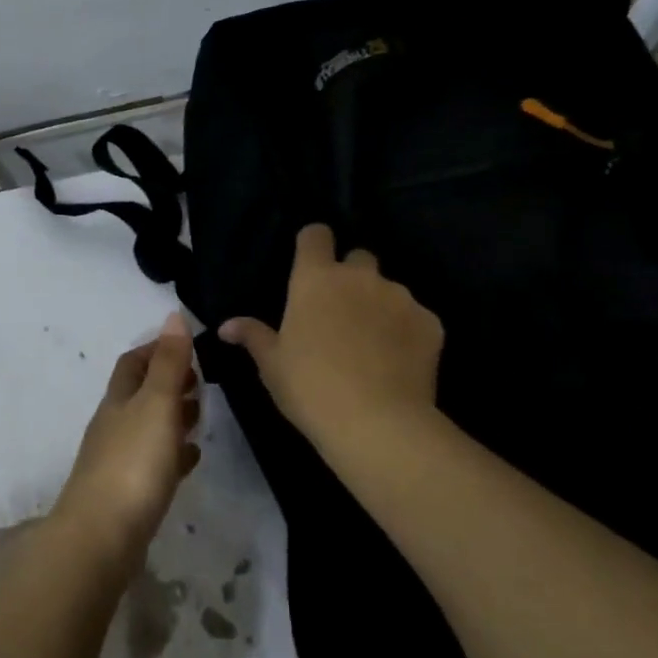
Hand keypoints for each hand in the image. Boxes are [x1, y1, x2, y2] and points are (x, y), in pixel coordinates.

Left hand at [53, 312, 202, 561]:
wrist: (101, 538)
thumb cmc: (133, 463)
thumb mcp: (157, 404)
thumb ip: (169, 363)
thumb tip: (173, 315)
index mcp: (119, 400)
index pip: (133, 363)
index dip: (157, 349)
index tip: (186, 347)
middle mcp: (114, 425)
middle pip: (140, 395)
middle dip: (168, 383)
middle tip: (202, 382)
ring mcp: (118, 461)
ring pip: (148, 429)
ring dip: (173, 418)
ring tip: (203, 417)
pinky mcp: (128, 495)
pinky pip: (154, 464)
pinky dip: (173, 455)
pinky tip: (191, 460)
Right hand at [219, 224, 442, 439]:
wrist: (377, 424)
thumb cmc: (311, 388)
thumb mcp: (272, 364)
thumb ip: (253, 336)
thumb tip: (226, 326)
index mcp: (316, 279)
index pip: (316, 234)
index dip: (314, 244)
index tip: (310, 264)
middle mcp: (360, 277)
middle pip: (359, 257)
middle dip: (351, 276)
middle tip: (341, 311)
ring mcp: (400, 297)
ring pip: (389, 289)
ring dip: (380, 306)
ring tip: (373, 345)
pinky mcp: (431, 323)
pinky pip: (416, 317)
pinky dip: (407, 332)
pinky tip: (399, 363)